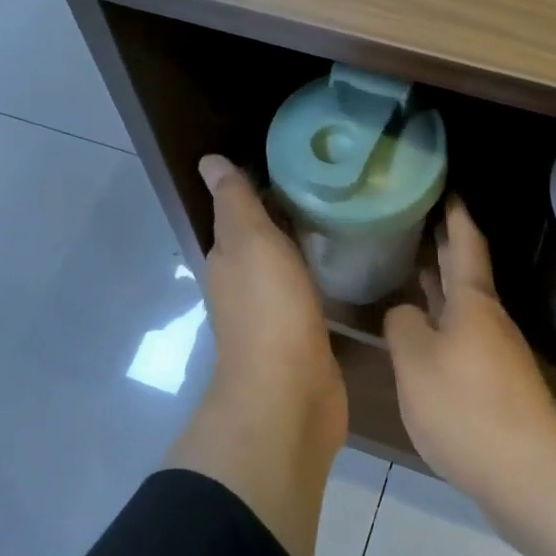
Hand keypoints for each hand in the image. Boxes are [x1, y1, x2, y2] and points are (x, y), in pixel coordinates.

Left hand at [195, 154, 346, 452]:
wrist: (289, 394)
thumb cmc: (268, 309)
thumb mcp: (249, 242)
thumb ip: (235, 202)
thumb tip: (209, 161)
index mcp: (228, 259)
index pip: (240, 213)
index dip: (261, 187)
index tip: (299, 162)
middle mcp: (244, 285)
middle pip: (264, 240)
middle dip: (288, 214)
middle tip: (332, 186)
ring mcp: (274, 314)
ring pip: (288, 267)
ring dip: (305, 246)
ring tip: (344, 217)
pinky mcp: (303, 337)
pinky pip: (311, 295)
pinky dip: (321, 277)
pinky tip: (347, 266)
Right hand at [383, 199, 555, 501]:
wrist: (528, 476)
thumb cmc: (467, 408)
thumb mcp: (416, 363)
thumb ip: (403, 327)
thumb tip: (405, 313)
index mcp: (473, 303)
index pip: (465, 243)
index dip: (455, 214)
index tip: (446, 186)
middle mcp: (488, 319)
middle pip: (465, 271)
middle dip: (445, 243)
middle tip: (418, 217)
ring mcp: (495, 351)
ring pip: (463, 304)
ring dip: (441, 283)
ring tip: (414, 265)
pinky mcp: (494, 382)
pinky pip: (462, 334)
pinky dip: (442, 318)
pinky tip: (423, 330)